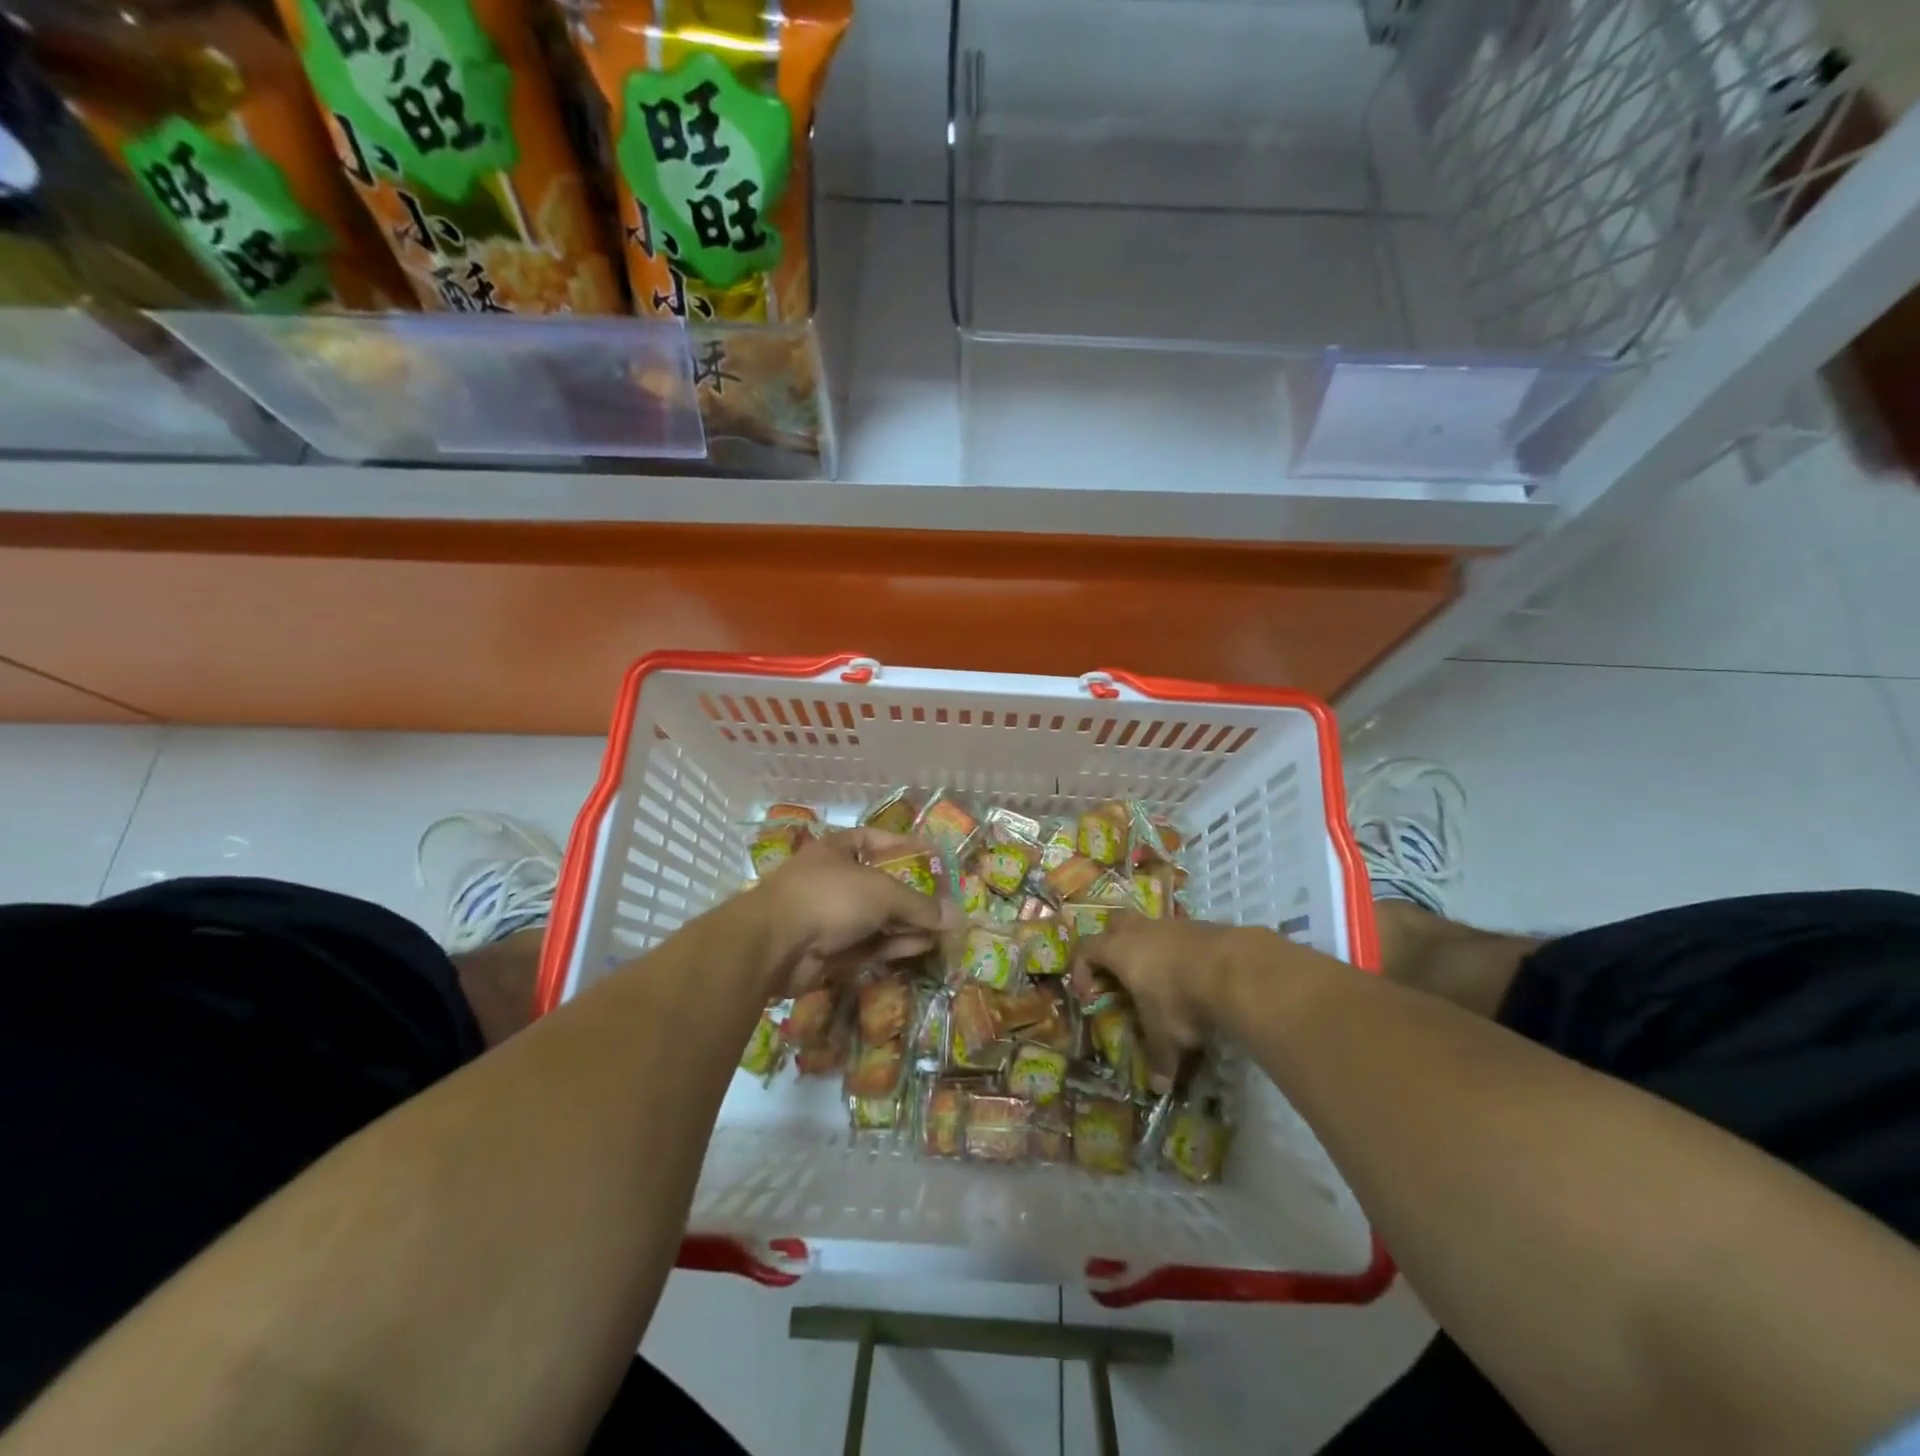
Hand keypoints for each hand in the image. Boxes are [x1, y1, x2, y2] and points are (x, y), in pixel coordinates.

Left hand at [752, 828, 954, 996]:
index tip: (929, 855)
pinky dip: (893, 944)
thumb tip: (957, 916)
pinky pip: (867, 944)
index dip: (900, 845)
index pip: (872, 839)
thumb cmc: (829, 897)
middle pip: (878, 885)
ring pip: (875, 918)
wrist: (774, 945)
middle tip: (943, 904)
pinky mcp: (828, 951)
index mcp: (836, 850)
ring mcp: (828, 917)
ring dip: (907, 924)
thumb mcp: (882, 893)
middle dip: (910, 896)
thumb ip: (919, 905)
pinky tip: (922, 947)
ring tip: (942, 930)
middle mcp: (831, 880)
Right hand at [1071, 914, 1259, 1089]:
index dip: (1081, 969)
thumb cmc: (1181, 999)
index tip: (1088, 995)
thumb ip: (1159, 1058)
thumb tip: (1160, 1087)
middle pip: (1114, 922)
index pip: (1086, 948)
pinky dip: (1179, 952)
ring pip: (1150, 926)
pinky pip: (1179, 935)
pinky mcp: (1201, 926)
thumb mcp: (1166, 1035)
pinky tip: (1193, 976)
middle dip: (1111, 942)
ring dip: (1149, 947)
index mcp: (1119, 950)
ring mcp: (1172, 924)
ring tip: (1161, 978)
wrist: (1234, 969)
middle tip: (1120, 971)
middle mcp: (1141, 930)